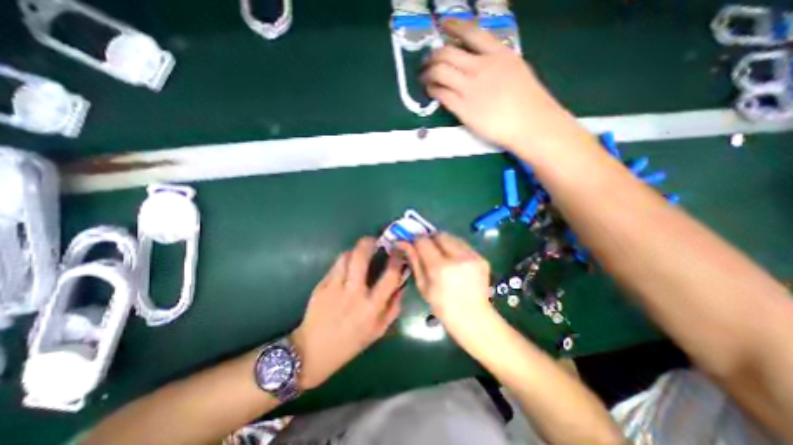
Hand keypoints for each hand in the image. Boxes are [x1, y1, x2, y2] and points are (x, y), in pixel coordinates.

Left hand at [291, 238, 403, 386]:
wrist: (313, 351)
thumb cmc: (350, 343)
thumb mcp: (379, 330)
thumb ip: (393, 307)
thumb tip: (401, 285)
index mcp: (372, 307)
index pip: (390, 276)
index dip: (397, 260)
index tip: (398, 251)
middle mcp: (354, 293)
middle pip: (361, 257)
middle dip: (369, 243)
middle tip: (375, 240)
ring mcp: (335, 287)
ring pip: (346, 256)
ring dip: (355, 251)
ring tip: (360, 253)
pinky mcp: (321, 285)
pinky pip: (335, 266)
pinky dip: (343, 261)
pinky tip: (346, 268)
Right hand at [400, 233, 494, 336]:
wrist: (474, 318)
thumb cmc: (443, 307)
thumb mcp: (423, 286)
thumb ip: (414, 261)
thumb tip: (403, 243)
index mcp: (440, 268)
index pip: (423, 241)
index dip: (416, 241)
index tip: (414, 245)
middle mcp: (457, 257)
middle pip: (439, 235)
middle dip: (431, 239)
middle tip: (428, 250)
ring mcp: (472, 256)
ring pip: (452, 237)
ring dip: (443, 243)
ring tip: (442, 255)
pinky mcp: (481, 258)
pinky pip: (463, 245)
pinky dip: (455, 248)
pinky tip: (455, 261)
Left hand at [424, 21, 574, 149]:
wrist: (529, 123)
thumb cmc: (528, 100)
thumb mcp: (515, 70)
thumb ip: (496, 65)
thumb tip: (478, 65)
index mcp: (498, 54)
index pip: (471, 33)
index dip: (453, 27)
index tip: (443, 26)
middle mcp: (481, 67)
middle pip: (448, 53)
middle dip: (434, 55)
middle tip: (427, 61)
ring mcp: (470, 88)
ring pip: (440, 73)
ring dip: (428, 73)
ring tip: (424, 76)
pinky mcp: (463, 108)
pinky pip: (442, 95)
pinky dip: (432, 90)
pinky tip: (430, 91)